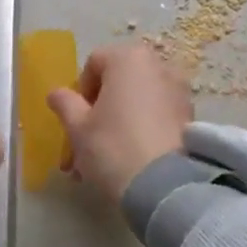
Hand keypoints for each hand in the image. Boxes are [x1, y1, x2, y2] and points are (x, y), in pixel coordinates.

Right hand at [46, 41, 191, 203]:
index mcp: (129, 59)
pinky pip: (156, 116)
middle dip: (99, 111)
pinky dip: (140, 130)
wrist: (165, 187)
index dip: (80, 91)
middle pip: (118, 82)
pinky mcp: (190, 117)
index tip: (76, 120)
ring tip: (103, 161)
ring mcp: (179, 91)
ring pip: (137, 102)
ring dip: (117, 123)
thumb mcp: (78, 127)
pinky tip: (129, 161)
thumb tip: (56, 93)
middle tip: (85, 143)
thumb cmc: (113, 147)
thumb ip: (65, 103)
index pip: (94, 64)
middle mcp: (159, 66)